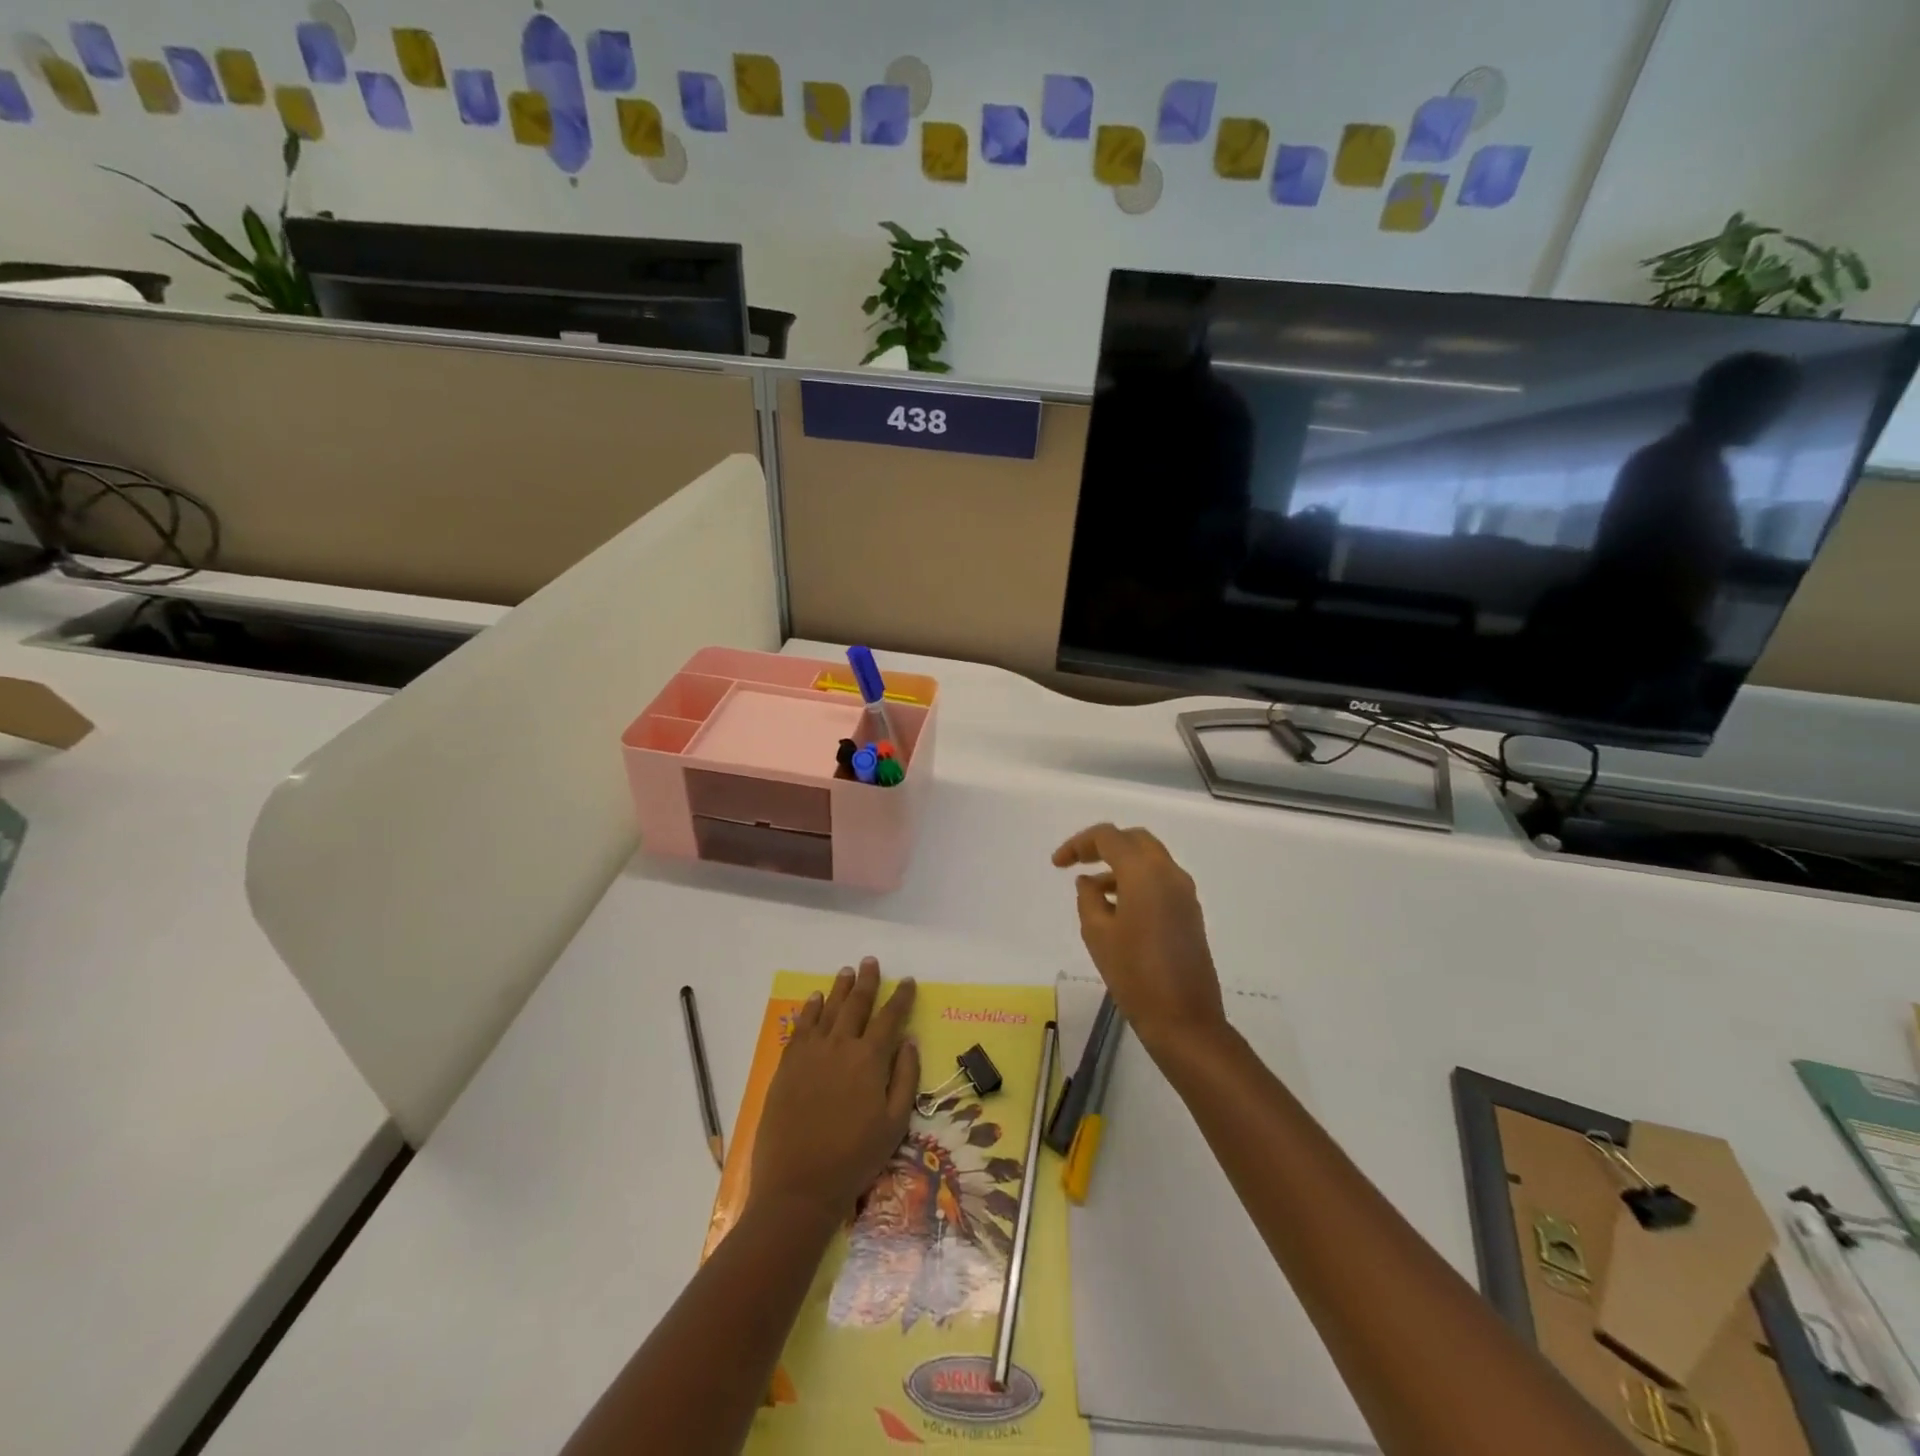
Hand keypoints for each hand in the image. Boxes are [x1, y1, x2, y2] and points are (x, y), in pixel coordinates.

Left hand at [749, 958, 919, 1225]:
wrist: (799, 1185)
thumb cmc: (855, 1158)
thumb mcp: (895, 1123)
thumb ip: (905, 1078)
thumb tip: (909, 1041)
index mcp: (870, 1059)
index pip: (890, 1018)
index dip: (901, 997)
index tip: (908, 981)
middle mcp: (840, 1045)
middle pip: (856, 1004)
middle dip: (867, 981)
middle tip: (871, 962)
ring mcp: (811, 1053)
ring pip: (828, 1009)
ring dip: (840, 988)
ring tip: (847, 971)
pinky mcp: (788, 1065)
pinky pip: (801, 1027)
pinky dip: (810, 1009)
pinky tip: (815, 999)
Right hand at [1052, 824, 1226, 1054]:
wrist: (1184, 1019)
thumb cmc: (1134, 974)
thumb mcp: (1097, 934)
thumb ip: (1088, 898)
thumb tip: (1089, 882)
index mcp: (1145, 873)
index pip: (1108, 837)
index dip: (1078, 844)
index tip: (1057, 865)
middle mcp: (1169, 873)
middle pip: (1134, 840)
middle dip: (1103, 846)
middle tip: (1077, 863)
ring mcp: (1185, 893)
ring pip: (1149, 859)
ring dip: (1120, 865)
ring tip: (1092, 892)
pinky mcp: (1190, 912)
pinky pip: (1160, 880)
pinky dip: (1136, 881)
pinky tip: (1117, 909)